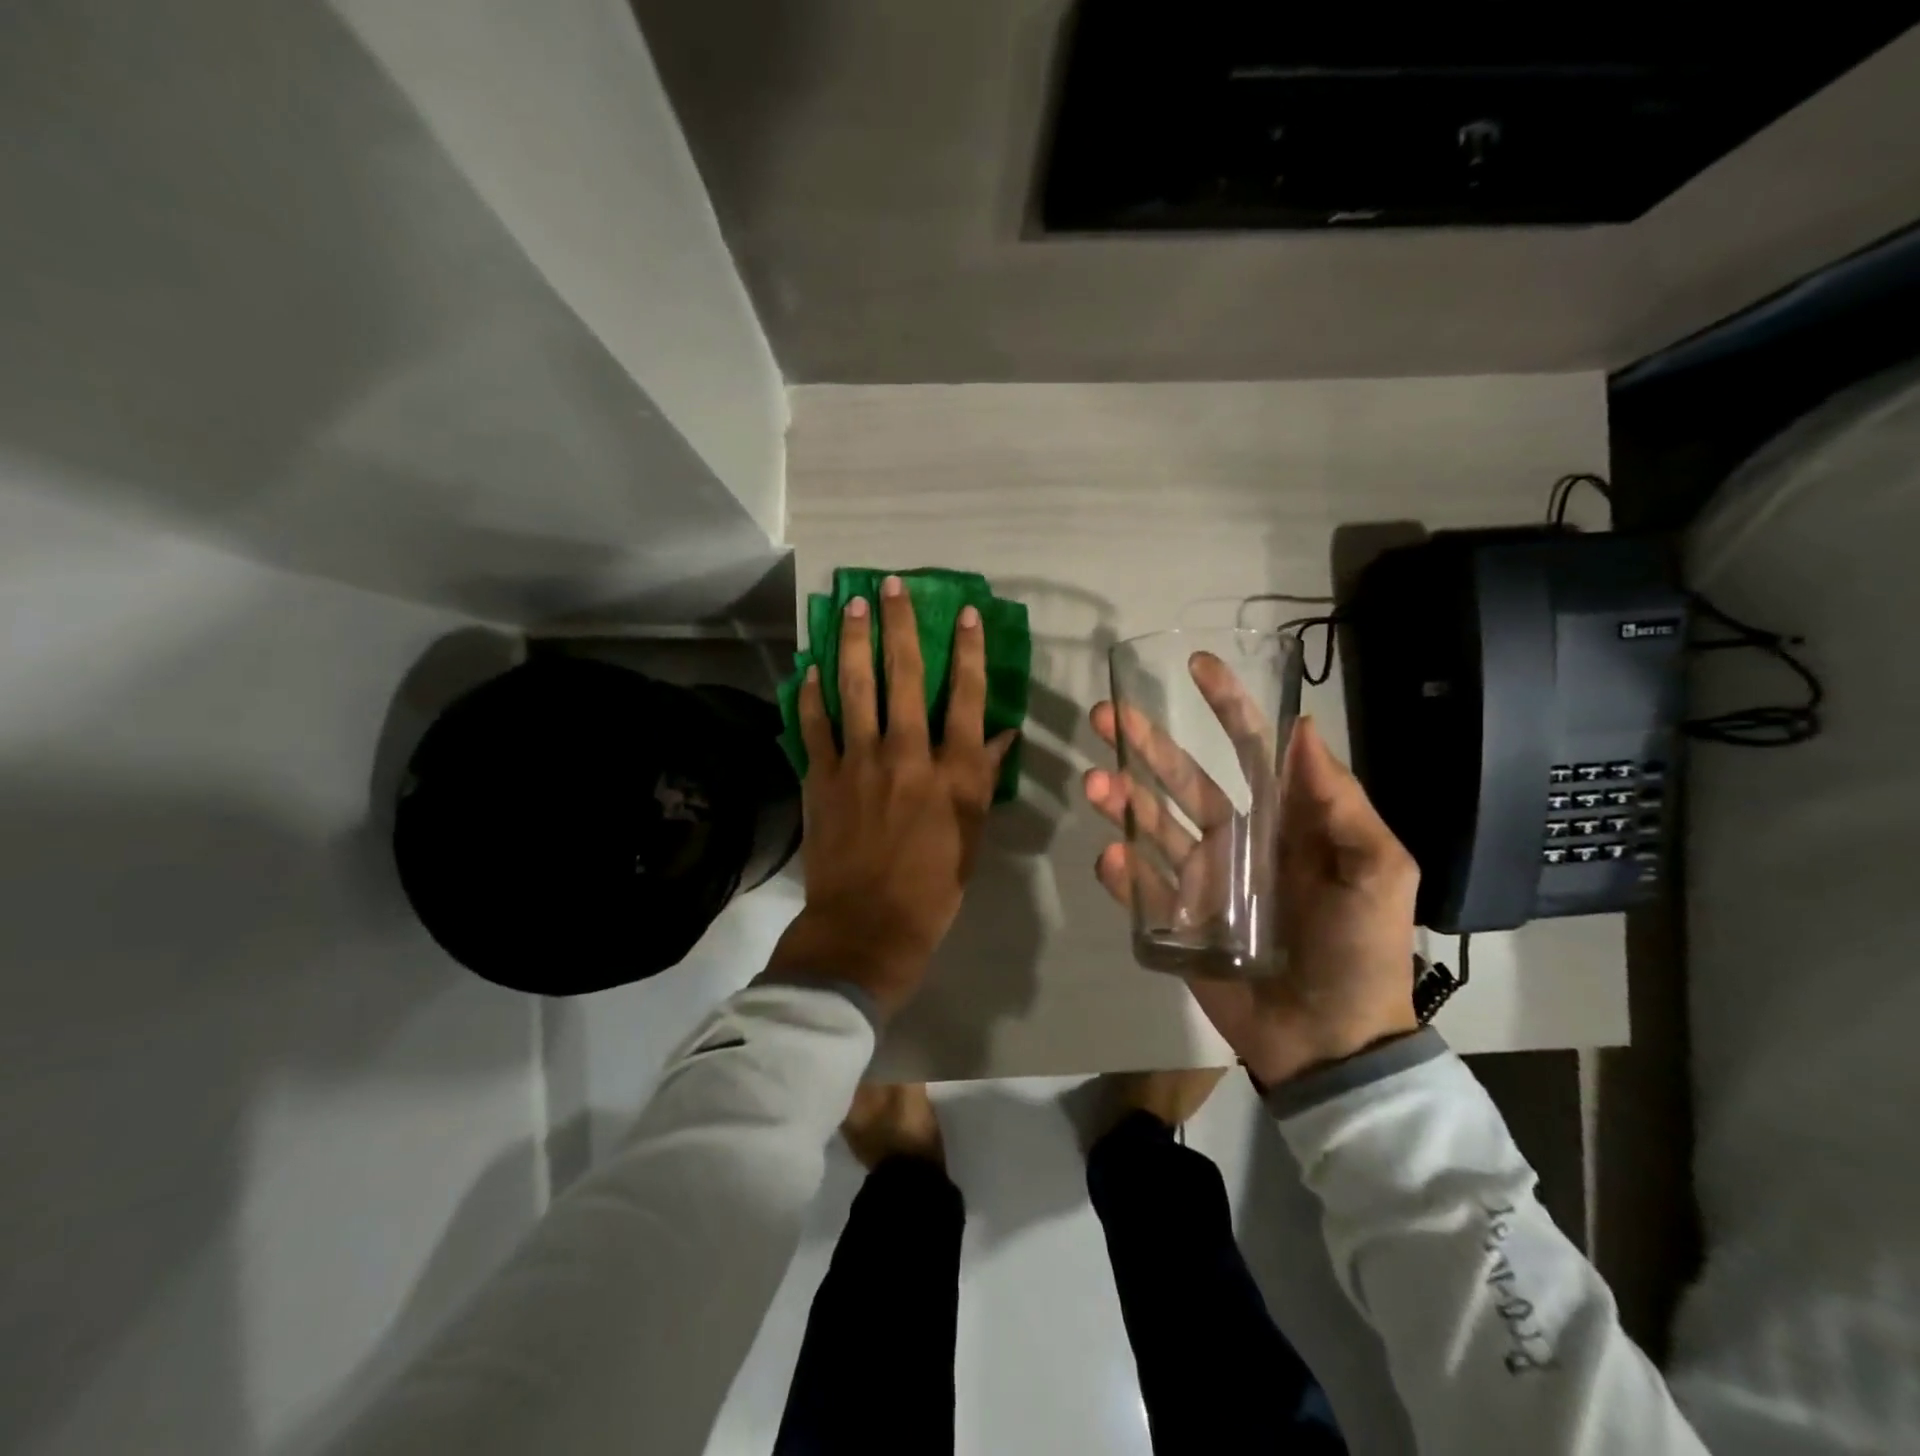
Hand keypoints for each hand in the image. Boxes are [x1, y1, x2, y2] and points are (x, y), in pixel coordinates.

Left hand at [769, 576, 1015, 1018]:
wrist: (868, 925)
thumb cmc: (933, 886)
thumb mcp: (972, 834)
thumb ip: (982, 777)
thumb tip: (999, 733)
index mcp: (952, 772)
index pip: (966, 697)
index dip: (969, 651)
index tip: (967, 613)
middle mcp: (907, 754)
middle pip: (905, 676)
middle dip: (900, 626)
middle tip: (892, 586)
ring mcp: (859, 762)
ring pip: (856, 687)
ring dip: (854, 642)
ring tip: (852, 605)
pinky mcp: (821, 776)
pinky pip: (814, 724)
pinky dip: (811, 693)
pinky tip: (810, 666)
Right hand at [1085, 676, 1419, 1084]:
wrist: (1332, 1043)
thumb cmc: (1361, 949)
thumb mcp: (1378, 868)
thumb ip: (1341, 800)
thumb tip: (1301, 726)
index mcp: (1284, 820)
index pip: (1249, 749)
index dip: (1225, 705)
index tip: (1195, 665)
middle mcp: (1235, 840)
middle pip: (1183, 779)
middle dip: (1146, 744)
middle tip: (1106, 715)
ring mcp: (1200, 880)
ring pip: (1152, 826)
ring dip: (1122, 799)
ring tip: (1096, 782)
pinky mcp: (1175, 921)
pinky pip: (1140, 888)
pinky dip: (1122, 870)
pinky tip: (1110, 853)